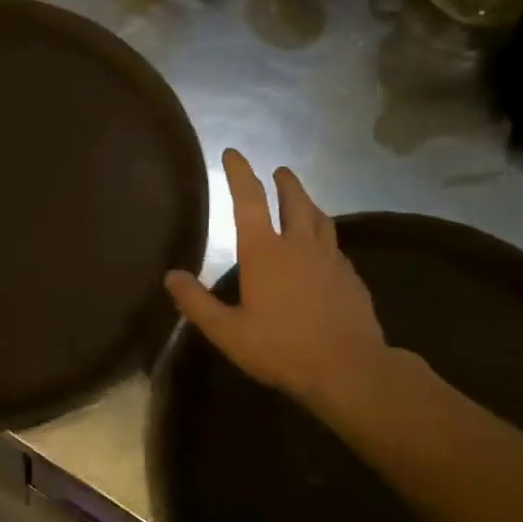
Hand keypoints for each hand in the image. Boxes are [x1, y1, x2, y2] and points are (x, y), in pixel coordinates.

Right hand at [165, 150, 392, 417]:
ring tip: (303, 200)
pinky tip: (324, 250)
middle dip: (284, 182)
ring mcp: (331, 259)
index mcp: (265, 252)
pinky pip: (335, 246)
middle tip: (279, 171)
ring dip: (308, 203)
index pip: (249, 200)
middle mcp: (299, 245)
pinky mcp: (351, 277)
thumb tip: (170, 276)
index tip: (233, 153)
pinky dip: (324, 236)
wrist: (348, 368)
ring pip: (320, 219)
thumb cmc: (281, 348)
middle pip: (293, 201)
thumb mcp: (228, 332)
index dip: (239, 173)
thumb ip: (197, 303)